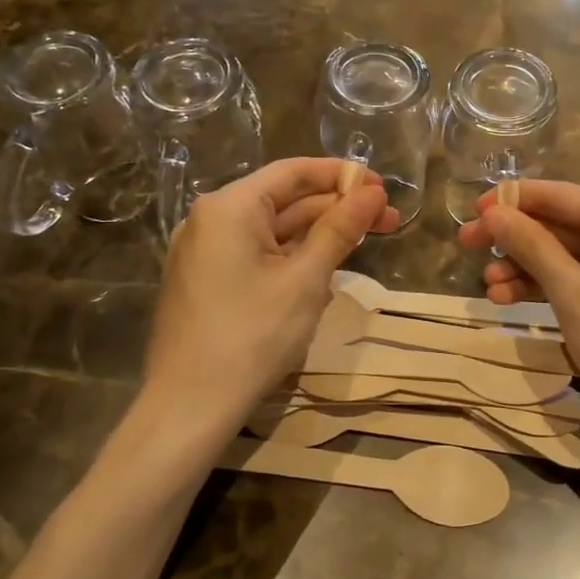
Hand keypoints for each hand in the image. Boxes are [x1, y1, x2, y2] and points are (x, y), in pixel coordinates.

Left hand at [142, 158, 399, 433]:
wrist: (190, 406)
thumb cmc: (253, 336)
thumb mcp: (306, 279)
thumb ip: (339, 229)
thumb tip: (372, 193)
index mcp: (230, 206)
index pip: (294, 172)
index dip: (342, 175)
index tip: (383, 187)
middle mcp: (211, 219)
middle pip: (285, 200)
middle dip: (337, 208)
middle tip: (389, 220)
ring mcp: (204, 251)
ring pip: (273, 229)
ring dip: (319, 233)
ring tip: (366, 241)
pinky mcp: (206, 280)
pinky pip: (256, 253)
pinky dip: (293, 255)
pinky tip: (326, 267)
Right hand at [456, 181, 579, 436]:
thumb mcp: (571, 292)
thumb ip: (531, 245)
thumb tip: (494, 211)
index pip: (559, 195)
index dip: (510, 202)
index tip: (471, 213)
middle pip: (566, 223)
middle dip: (517, 242)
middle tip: (469, 250)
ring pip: (577, 252)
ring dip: (532, 268)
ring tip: (490, 290)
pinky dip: (562, 284)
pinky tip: (520, 299)